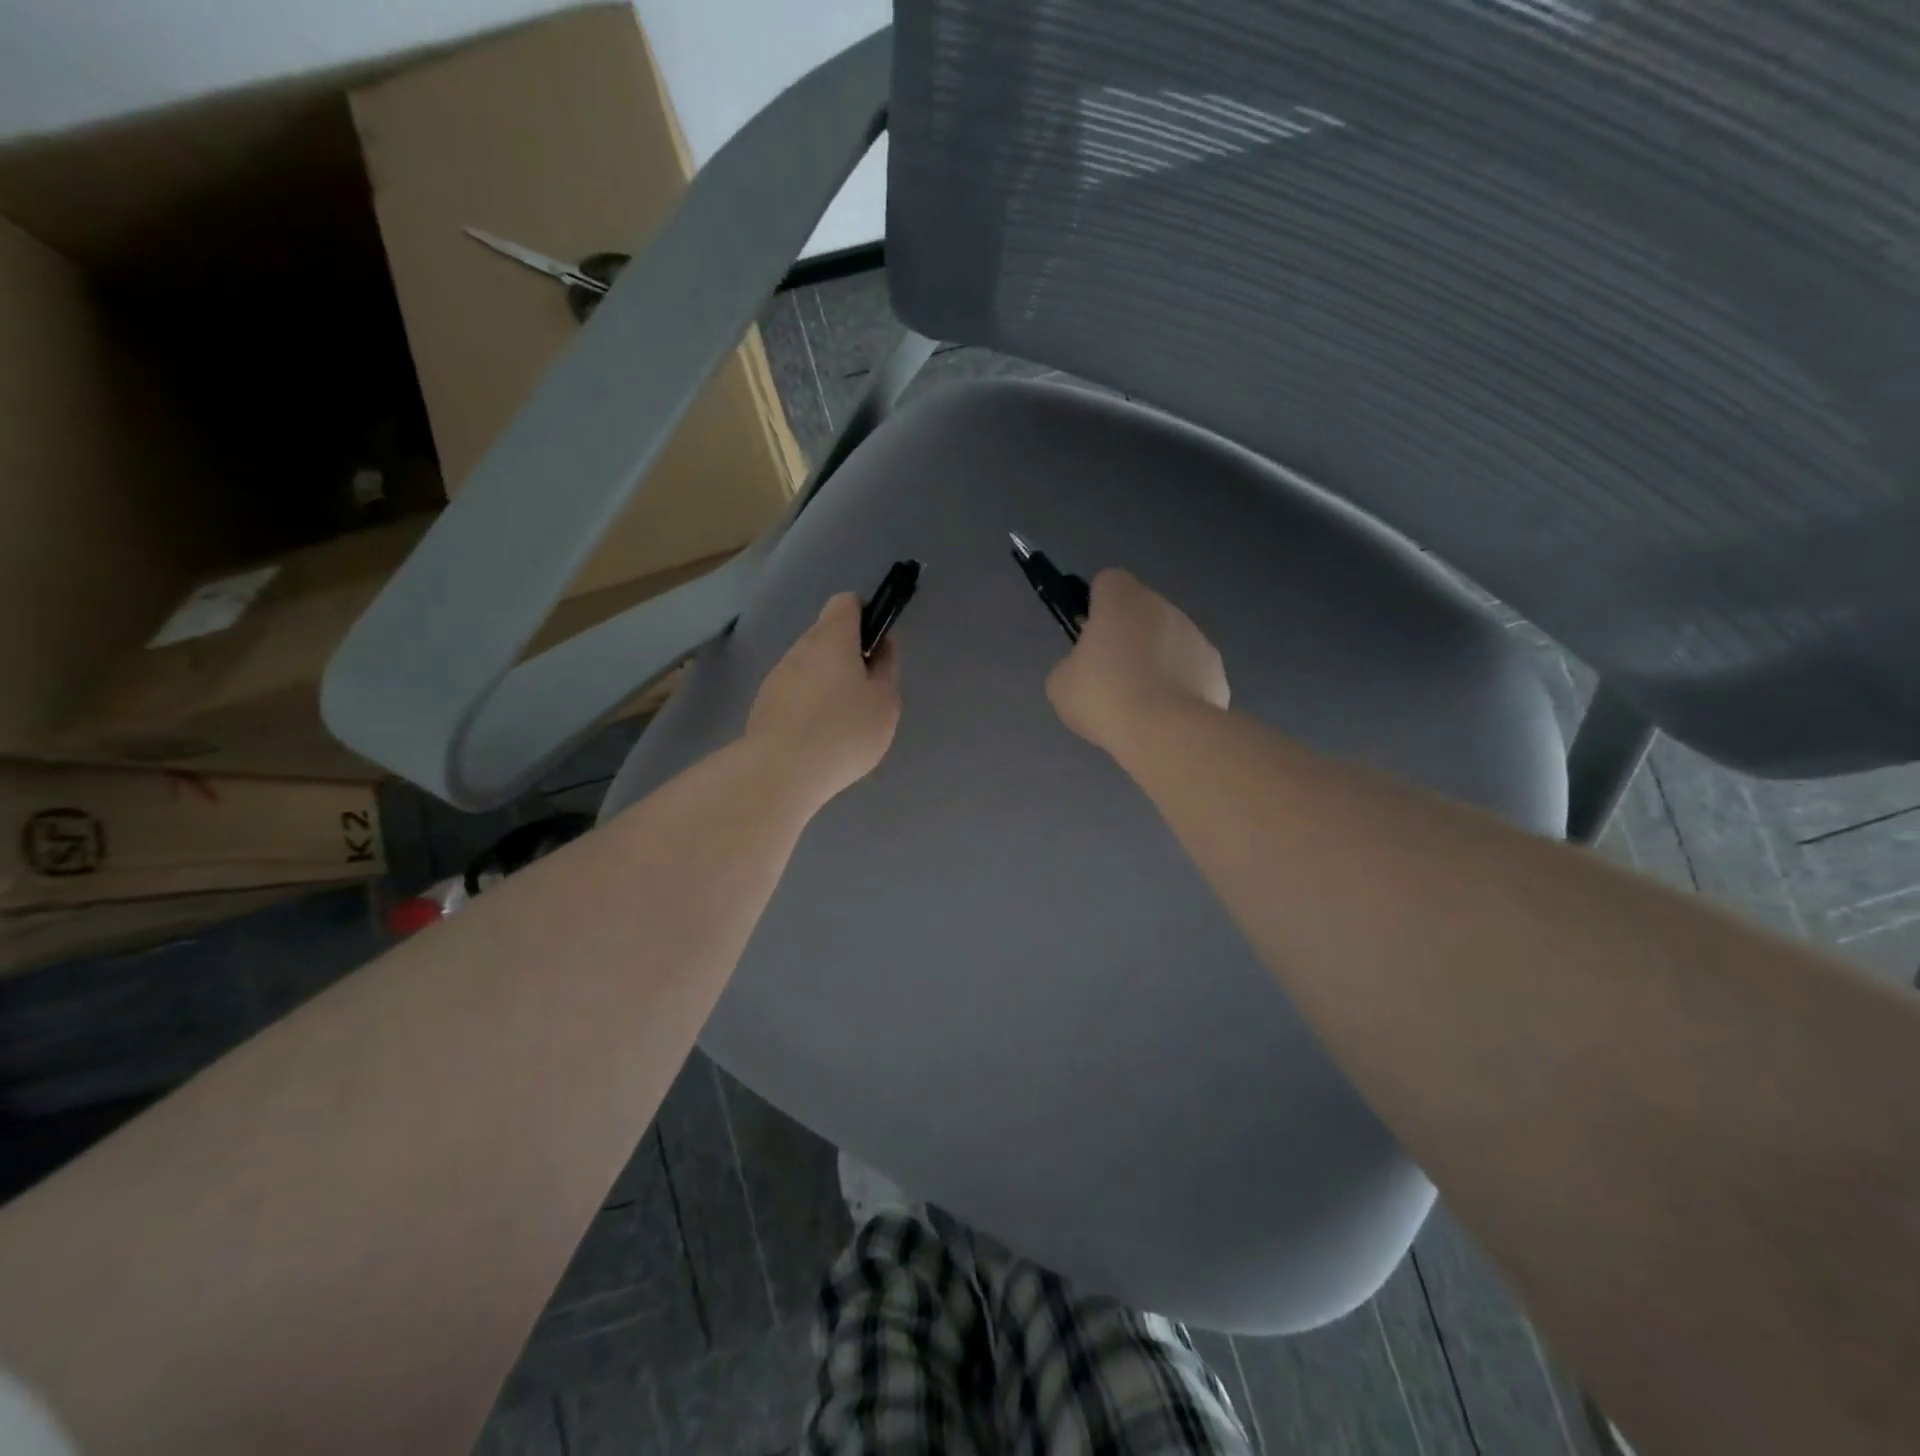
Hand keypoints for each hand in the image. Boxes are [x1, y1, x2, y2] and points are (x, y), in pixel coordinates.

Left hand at [746, 592, 901, 807]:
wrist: (781, 772)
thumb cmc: (844, 731)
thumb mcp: (884, 702)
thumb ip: (886, 668)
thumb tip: (882, 645)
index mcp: (833, 638)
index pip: (846, 603)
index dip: (866, 616)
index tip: (877, 647)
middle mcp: (800, 648)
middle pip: (827, 636)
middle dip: (847, 656)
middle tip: (866, 693)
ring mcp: (777, 676)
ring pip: (809, 666)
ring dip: (827, 682)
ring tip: (842, 722)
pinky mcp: (764, 704)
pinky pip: (794, 693)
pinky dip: (808, 705)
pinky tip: (818, 737)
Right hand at [1047, 569, 1228, 754]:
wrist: (1165, 733)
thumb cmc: (1104, 697)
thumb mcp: (1061, 683)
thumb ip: (1072, 664)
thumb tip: (1087, 668)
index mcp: (1122, 600)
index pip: (1108, 582)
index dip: (1096, 605)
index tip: (1089, 636)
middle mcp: (1164, 608)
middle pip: (1141, 612)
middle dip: (1128, 636)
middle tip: (1110, 676)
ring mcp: (1196, 637)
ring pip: (1169, 640)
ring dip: (1156, 660)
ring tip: (1141, 703)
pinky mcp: (1216, 670)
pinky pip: (1190, 671)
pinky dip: (1180, 686)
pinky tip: (1166, 716)